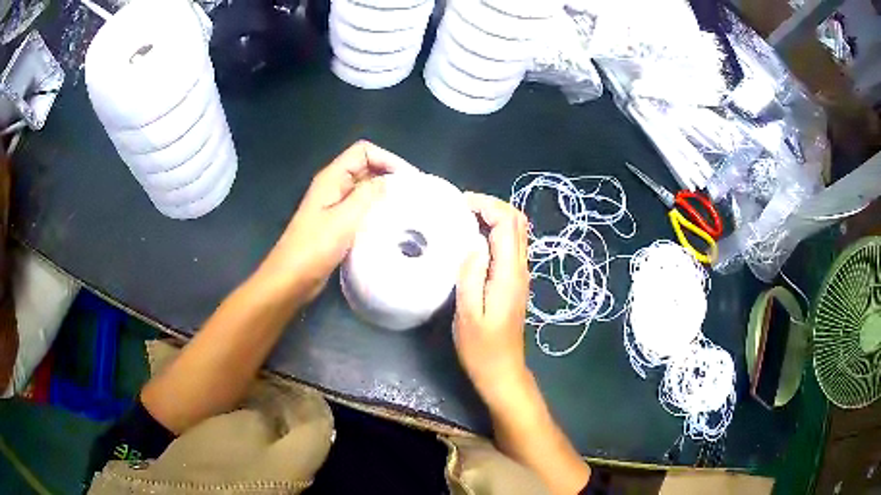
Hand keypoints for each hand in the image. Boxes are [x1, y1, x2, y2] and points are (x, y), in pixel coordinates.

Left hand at [260, 140, 415, 301]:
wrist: (291, 279)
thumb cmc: (315, 247)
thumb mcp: (344, 218)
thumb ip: (368, 195)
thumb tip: (388, 181)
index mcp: (331, 178)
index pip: (363, 151)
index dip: (387, 158)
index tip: (408, 178)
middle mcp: (333, 186)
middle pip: (364, 167)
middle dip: (388, 175)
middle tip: (412, 194)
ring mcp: (333, 205)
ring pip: (363, 188)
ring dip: (383, 194)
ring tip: (405, 208)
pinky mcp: (335, 224)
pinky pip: (359, 208)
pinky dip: (375, 210)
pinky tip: (389, 224)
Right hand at [454, 192, 530, 407]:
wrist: (502, 371)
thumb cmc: (481, 348)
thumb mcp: (468, 314)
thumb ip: (471, 275)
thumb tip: (474, 240)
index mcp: (509, 274)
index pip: (507, 224)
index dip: (486, 205)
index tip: (459, 204)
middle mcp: (521, 269)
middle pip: (517, 222)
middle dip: (492, 205)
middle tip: (461, 207)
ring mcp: (521, 275)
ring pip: (516, 232)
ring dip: (494, 217)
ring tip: (464, 218)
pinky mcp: (515, 282)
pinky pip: (510, 246)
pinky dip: (495, 232)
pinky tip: (473, 239)